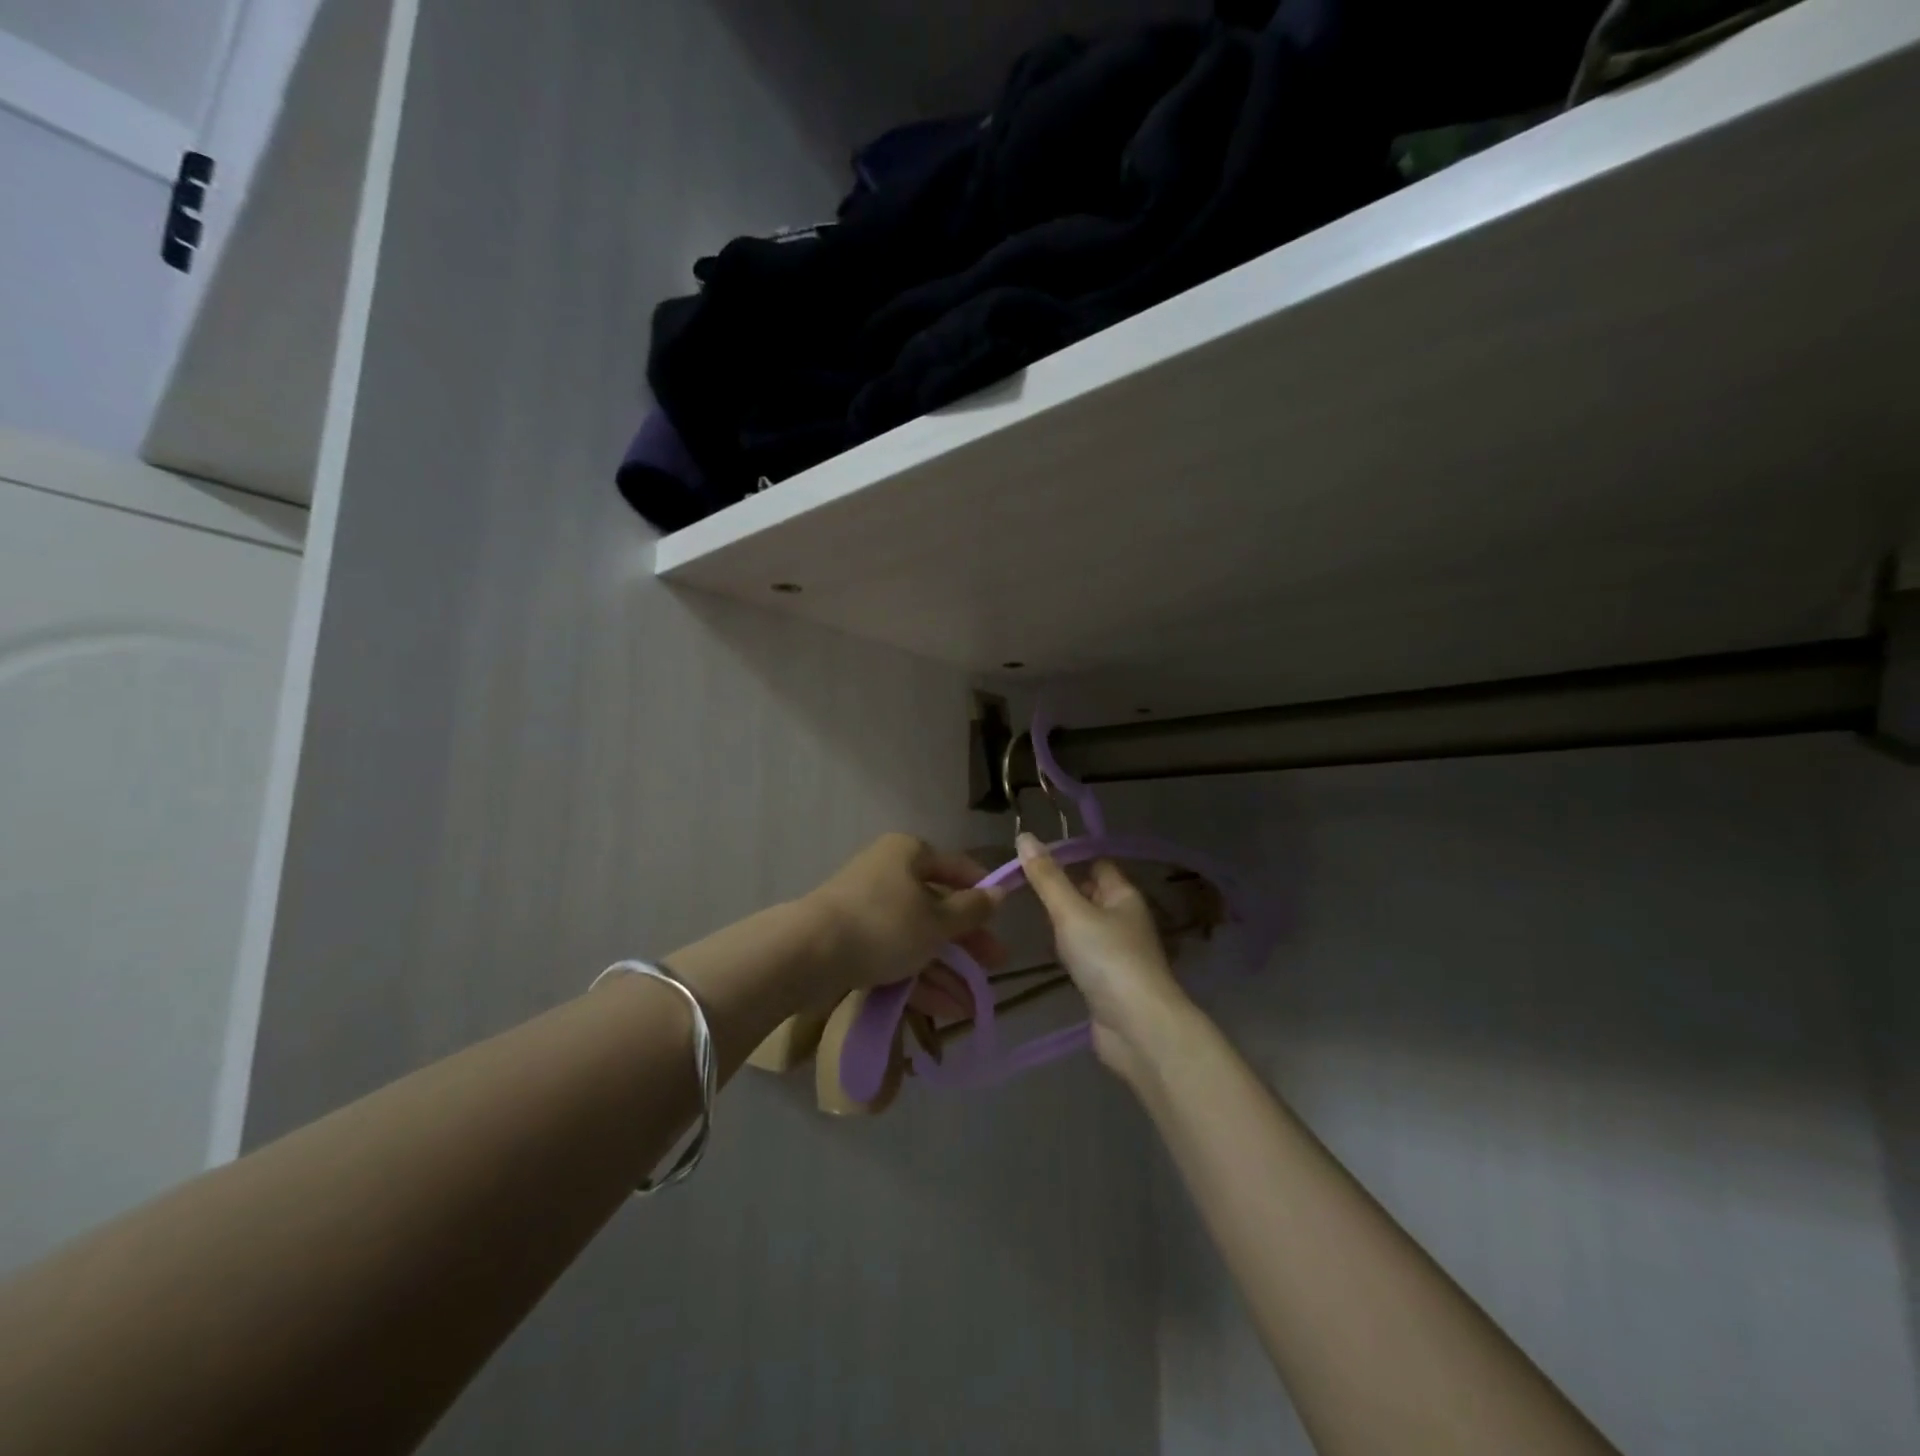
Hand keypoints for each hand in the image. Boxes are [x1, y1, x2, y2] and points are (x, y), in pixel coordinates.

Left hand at [801, 833, 1005, 999]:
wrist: (810, 953)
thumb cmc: (885, 924)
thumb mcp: (938, 920)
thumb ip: (972, 910)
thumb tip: (999, 893)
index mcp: (909, 854)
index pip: (956, 868)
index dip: (982, 893)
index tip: (1003, 919)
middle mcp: (889, 874)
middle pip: (937, 907)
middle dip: (967, 943)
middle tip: (994, 966)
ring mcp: (868, 909)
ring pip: (917, 937)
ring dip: (946, 970)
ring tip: (973, 1004)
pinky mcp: (853, 941)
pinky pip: (895, 956)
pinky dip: (920, 979)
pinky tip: (946, 1009)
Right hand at [1016, 833, 1192, 1077]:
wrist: (1137, 1028)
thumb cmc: (1107, 959)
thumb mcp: (1071, 912)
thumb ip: (1046, 878)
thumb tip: (1024, 835)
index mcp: (1124, 896)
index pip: (1097, 864)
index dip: (1069, 858)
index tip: (1032, 858)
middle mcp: (1126, 920)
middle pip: (1091, 894)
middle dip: (1062, 890)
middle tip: (1022, 886)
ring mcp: (1119, 953)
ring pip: (1087, 926)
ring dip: (1063, 923)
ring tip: (1028, 914)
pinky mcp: (1109, 982)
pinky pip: (1085, 955)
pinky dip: (1067, 951)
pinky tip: (1049, 953)